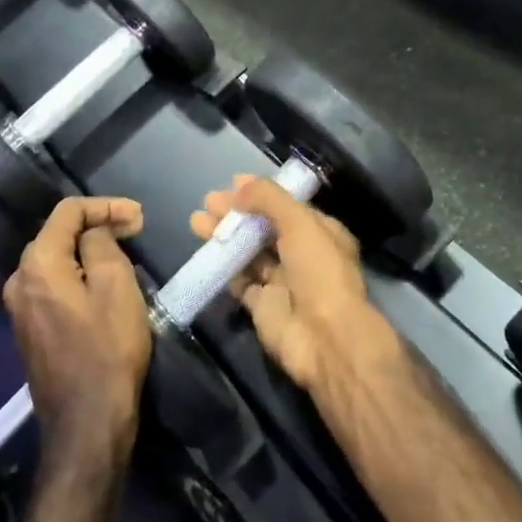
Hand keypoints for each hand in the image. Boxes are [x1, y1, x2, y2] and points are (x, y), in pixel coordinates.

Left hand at [3, 197, 150, 473]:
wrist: (86, 422)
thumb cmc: (107, 349)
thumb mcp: (116, 285)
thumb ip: (100, 244)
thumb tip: (93, 232)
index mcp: (37, 264)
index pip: (67, 212)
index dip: (105, 205)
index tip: (139, 217)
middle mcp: (19, 280)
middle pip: (58, 234)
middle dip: (97, 225)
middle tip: (135, 230)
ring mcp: (20, 308)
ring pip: (56, 260)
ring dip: (89, 250)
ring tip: (125, 252)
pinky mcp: (29, 330)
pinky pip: (54, 285)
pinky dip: (79, 274)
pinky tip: (104, 281)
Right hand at [189, 175, 397, 392]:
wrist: (324, 338)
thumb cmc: (319, 272)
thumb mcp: (300, 223)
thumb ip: (269, 199)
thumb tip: (239, 187)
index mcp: (320, 232)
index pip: (286, 205)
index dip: (261, 193)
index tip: (233, 183)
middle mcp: (302, 254)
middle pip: (264, 227)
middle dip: (237, 212)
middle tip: (208, 201)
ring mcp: (282, 281)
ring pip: (248, 251)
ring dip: (225, 235)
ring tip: (197, 221)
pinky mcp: (262, 304)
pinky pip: (239, 280)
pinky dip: (223, 266)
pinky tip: (206, 251)